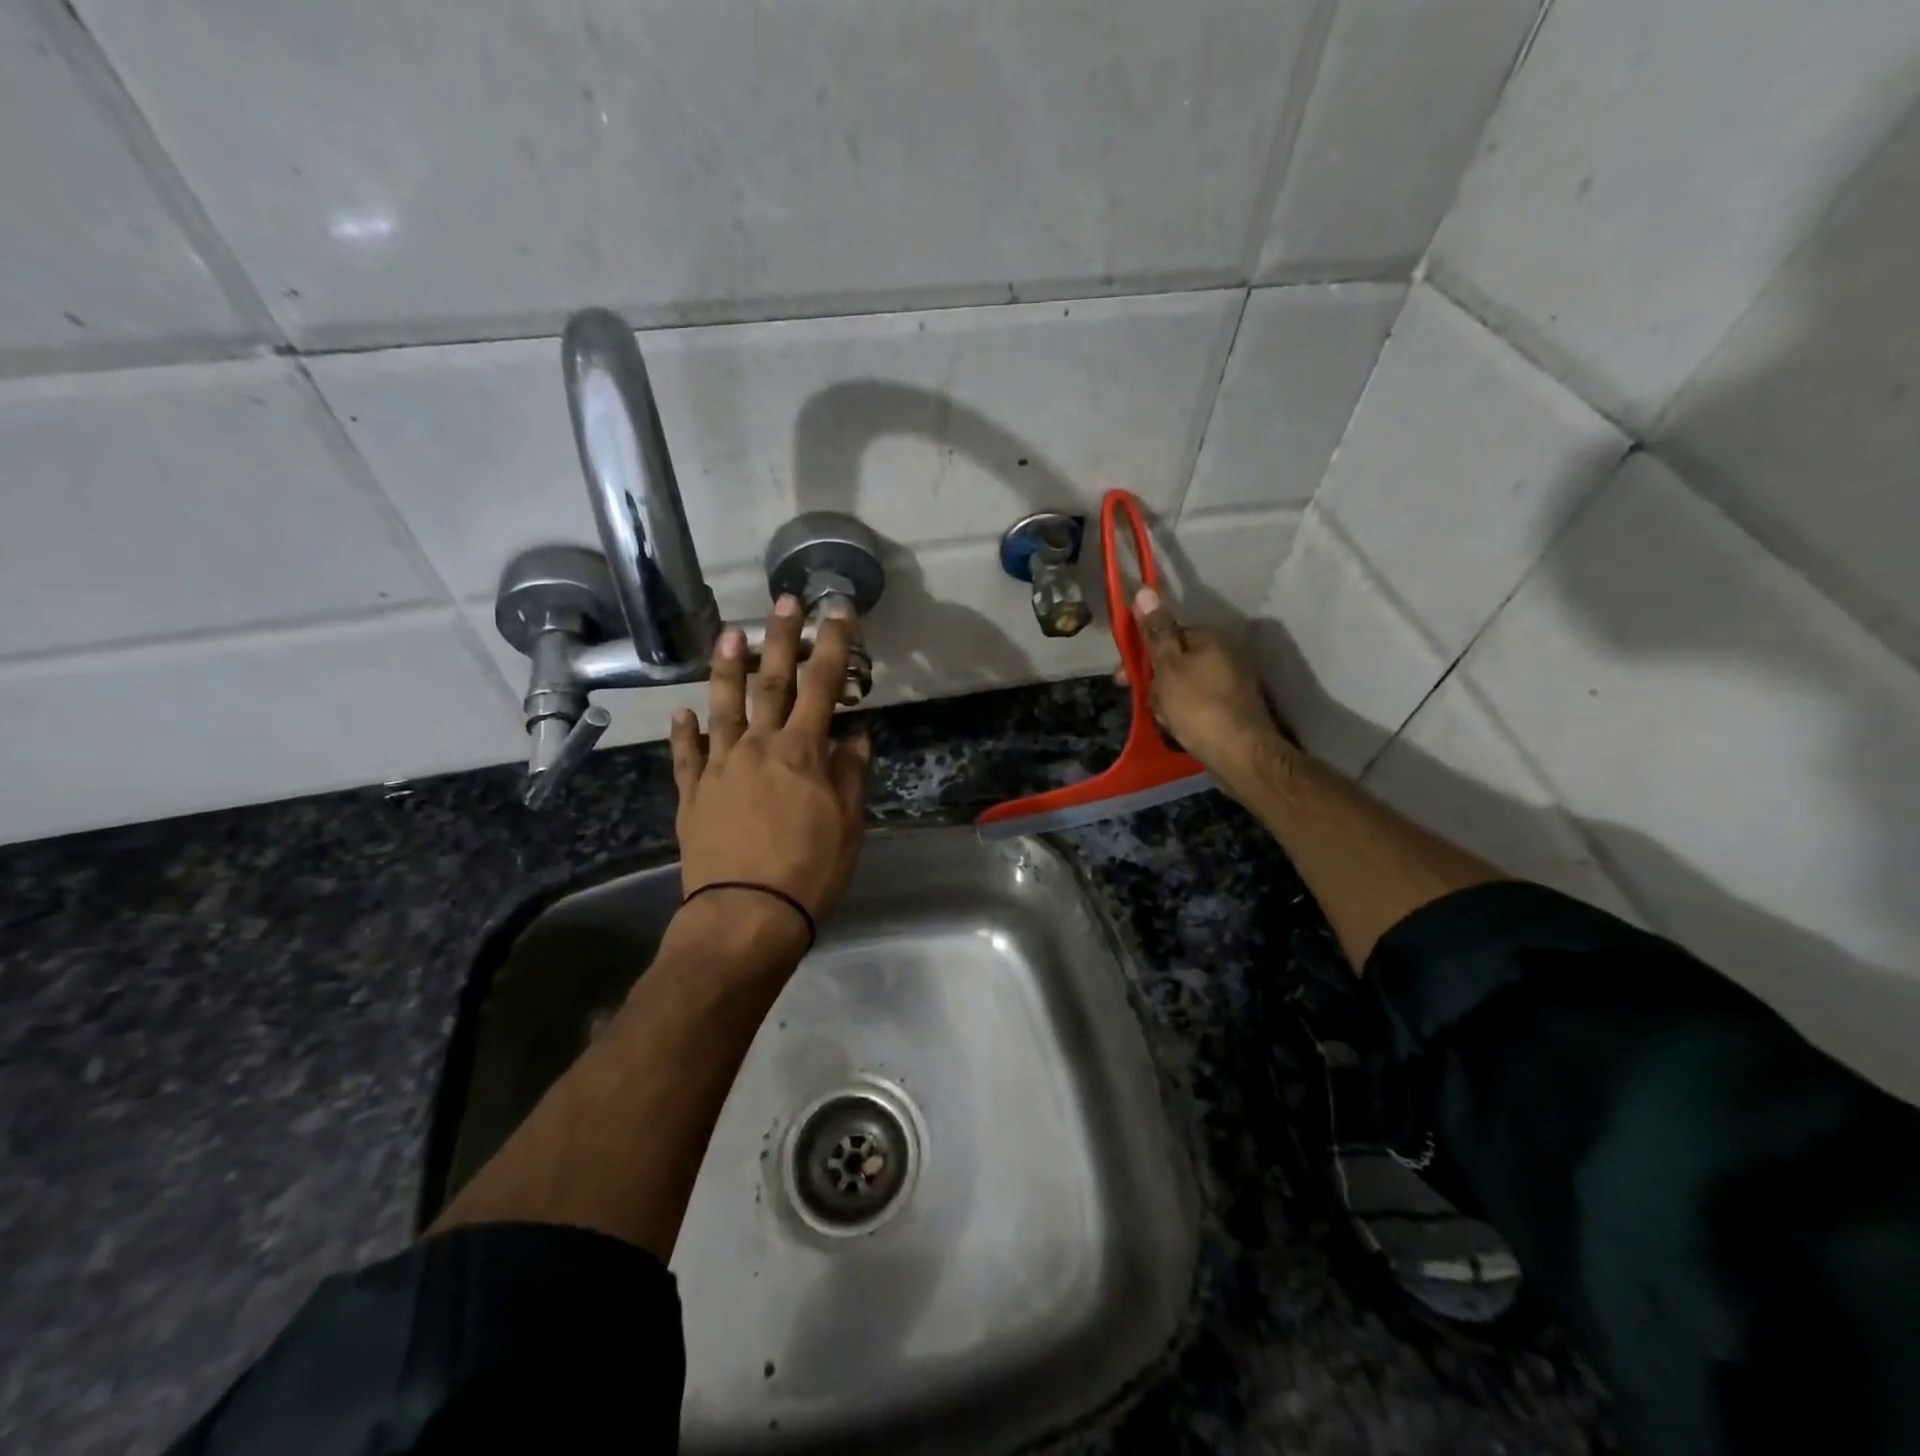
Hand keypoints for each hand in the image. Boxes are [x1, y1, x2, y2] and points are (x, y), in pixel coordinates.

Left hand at [669, 596, 870, 942]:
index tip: (836, 610)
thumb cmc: (809, 870)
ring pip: (723, 708)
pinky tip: (682, 712)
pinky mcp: (693, 794)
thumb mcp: (847, 824)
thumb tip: (855, 735)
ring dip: (726, 670)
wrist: (745, 915)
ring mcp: (720, 768)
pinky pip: (687, 755)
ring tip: (727, 636)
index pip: (823, 686)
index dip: (832, 644)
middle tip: (782, 601)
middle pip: (772, 683)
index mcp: (801, 752)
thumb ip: (849, 773)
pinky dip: (684, 732)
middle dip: (780, 639)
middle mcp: (758, 747)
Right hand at [1123, 588, 1285, 789]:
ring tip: (1165, 719)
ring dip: (1167, 701)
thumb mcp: (1169, 667)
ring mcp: (1230, 683)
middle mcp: (1223, 654)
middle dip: (1155, 681)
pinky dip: (1183, 713)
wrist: (1240, 754)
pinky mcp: (1231, 708)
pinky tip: (1177, 728)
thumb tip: (1144, 590)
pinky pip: (1196, 703)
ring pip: (1182, 685)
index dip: (1143, 654)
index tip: (1125, 675)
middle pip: (1174, 661)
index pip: (1167, 634)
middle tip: (1147, 702)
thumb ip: (1156, 631)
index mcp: (1209, 638)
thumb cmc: (1198, 707)